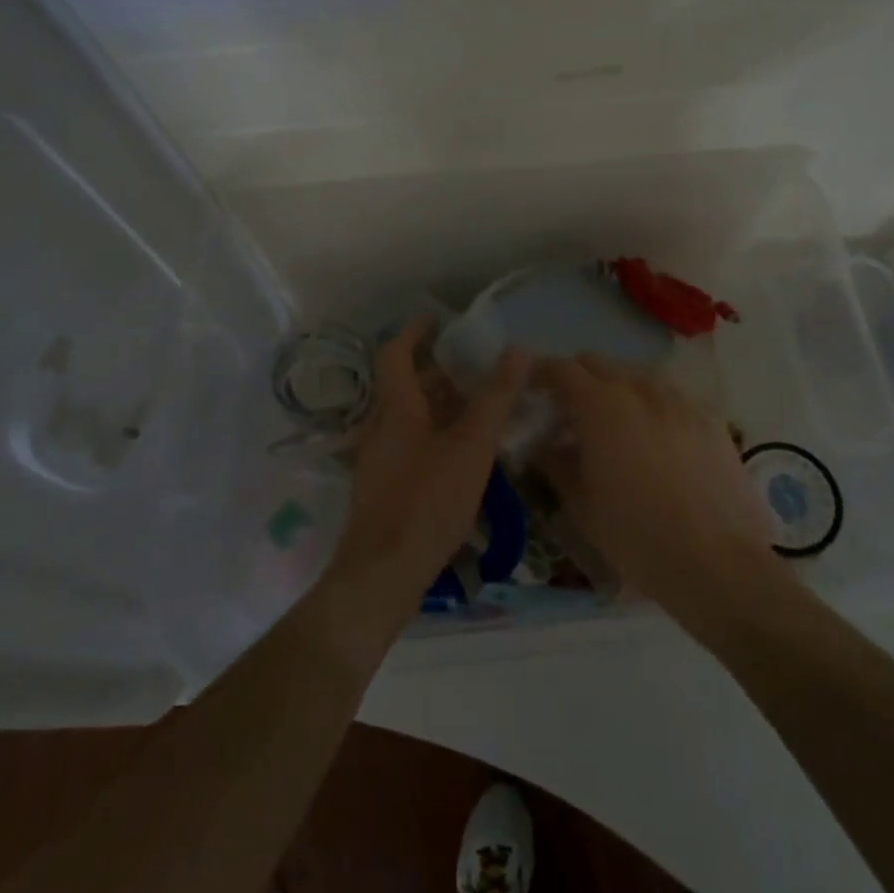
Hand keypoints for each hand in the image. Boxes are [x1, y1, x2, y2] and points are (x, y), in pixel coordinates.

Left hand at [325, 320, 529, 623]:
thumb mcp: (471, 448)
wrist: (382, 573)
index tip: (436, 319)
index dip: (414, 332)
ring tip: (476, 409)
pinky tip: (460, 455)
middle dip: (437, 372)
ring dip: (437, 405)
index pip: (395, 353)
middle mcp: (379, 426)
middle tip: (474, 369)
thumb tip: (517, 349)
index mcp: (396, 408)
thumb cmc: (427, 501)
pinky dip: (433, 433)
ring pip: (407, 417)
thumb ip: (495, 398)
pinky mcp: (381, 486)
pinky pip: (407, 443)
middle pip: (404, 386)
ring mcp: (377, 458)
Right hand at [537, 355, 782, 615]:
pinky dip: (651, 407)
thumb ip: (556, 463)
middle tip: (568, 414)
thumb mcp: (581, 504)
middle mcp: (640, 388)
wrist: (718, 564)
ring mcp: (680, 400)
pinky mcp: (711, 419)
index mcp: (601, 405)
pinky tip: (655, 441)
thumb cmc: (636, 536)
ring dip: (616, 390)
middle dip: (577, 380)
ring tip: (613, 427)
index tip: (531, 391)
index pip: (561, 369)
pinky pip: (670, 397)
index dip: (541, 374)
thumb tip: (545, 444)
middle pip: (599, 364)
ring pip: (636, 376)